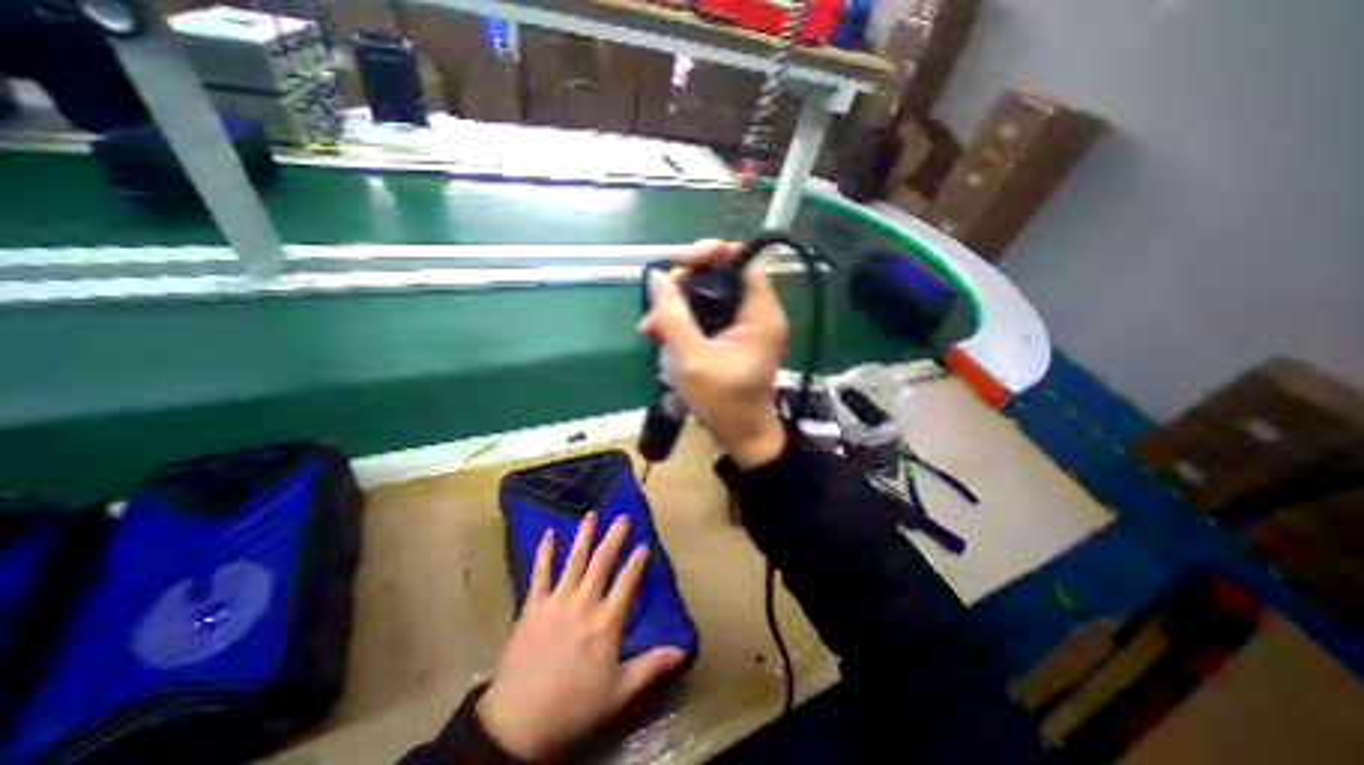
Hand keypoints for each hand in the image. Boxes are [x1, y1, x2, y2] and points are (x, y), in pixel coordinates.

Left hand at [476, 514, 687, 758]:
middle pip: (602, 561)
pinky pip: (540, 572)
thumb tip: (683, 651)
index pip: (627, 581)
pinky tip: (548, 533)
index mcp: (607, 621)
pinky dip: (544, 552)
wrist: (519, 722)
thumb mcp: (619, 691)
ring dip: (583, 535)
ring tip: (591, 514)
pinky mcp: (532, 605)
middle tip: (622, 517)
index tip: (644, 544)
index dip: (637, 561)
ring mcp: (557, 600)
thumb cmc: (575, 706)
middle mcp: (584, 602)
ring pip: (574, 560)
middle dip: (614, 537)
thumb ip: (652, 666)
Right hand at [637, 239, 788, 468]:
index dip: (710, 252)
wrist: (743, 438)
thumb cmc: (723, 402)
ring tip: (650, 326)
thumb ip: (673, 315)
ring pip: (712, 298)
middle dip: (685, 284)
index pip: (742, 260)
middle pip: (723, 277)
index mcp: (760, 313)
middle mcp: (758, 314)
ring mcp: (747, 328)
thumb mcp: (691, 358)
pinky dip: (686, 323)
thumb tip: (655, 277)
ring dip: (680, 306)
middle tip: (657, 302)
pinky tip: (661, 336)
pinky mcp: (735, 341)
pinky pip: (710, 318)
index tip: (678, 263)